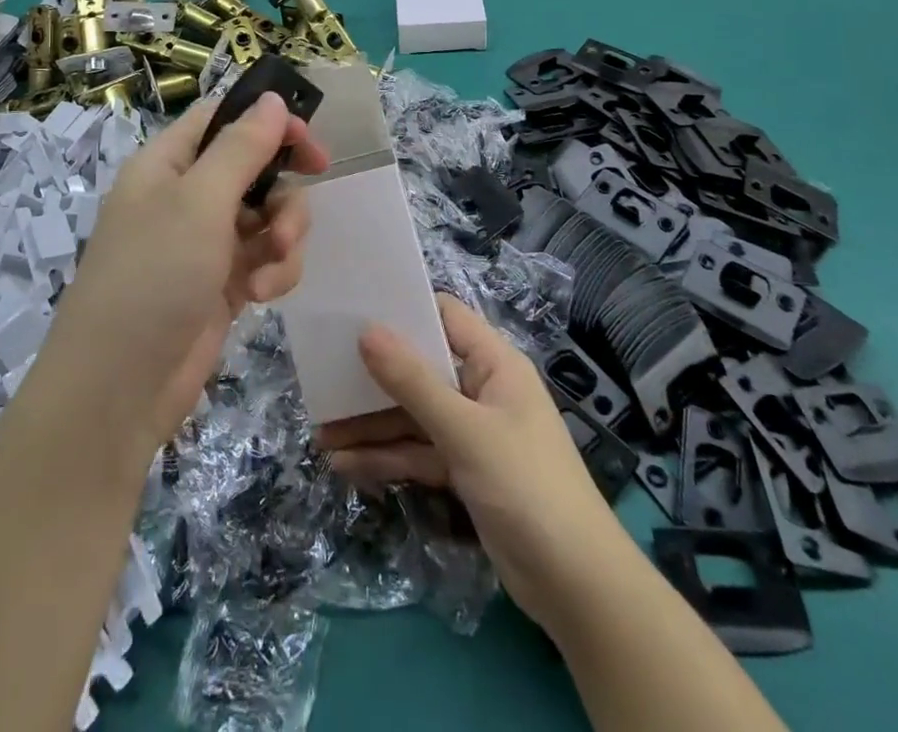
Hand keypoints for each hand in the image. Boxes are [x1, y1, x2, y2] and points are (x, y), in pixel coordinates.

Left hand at [49, 93, 329, 448]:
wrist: (118, 389)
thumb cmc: (153, 276)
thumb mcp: (199, 202)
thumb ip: (242, 147)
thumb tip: (271, 99)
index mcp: (167, 164)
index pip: (223, 120)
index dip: (267, 123)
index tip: (309, 143)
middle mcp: (185, 197)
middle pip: (254, 169)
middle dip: (283, 190)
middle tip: (300, 208)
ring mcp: (204, 243)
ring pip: (267, 216)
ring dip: (283, 235)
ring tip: (274, 265)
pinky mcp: (222, 284)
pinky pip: (265, 258)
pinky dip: (273, 271)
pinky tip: (262, 295)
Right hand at [318, 294, 625, 636]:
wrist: (577, 588)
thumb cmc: (526, 486)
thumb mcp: (464, 430)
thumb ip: (413, 382)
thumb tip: (366, 331)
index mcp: (494, 364)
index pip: (444, 317)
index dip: (403, 309)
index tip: (354, 309)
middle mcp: (481, 390)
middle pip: (420, 370)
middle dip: (373, 378)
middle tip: (323, 376)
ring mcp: (472, 433)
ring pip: (413, 416)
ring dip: (371, 425)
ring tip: (321, 434)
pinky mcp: (464, 472)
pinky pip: (418, 453)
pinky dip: (387, 459)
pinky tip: (345, 466)